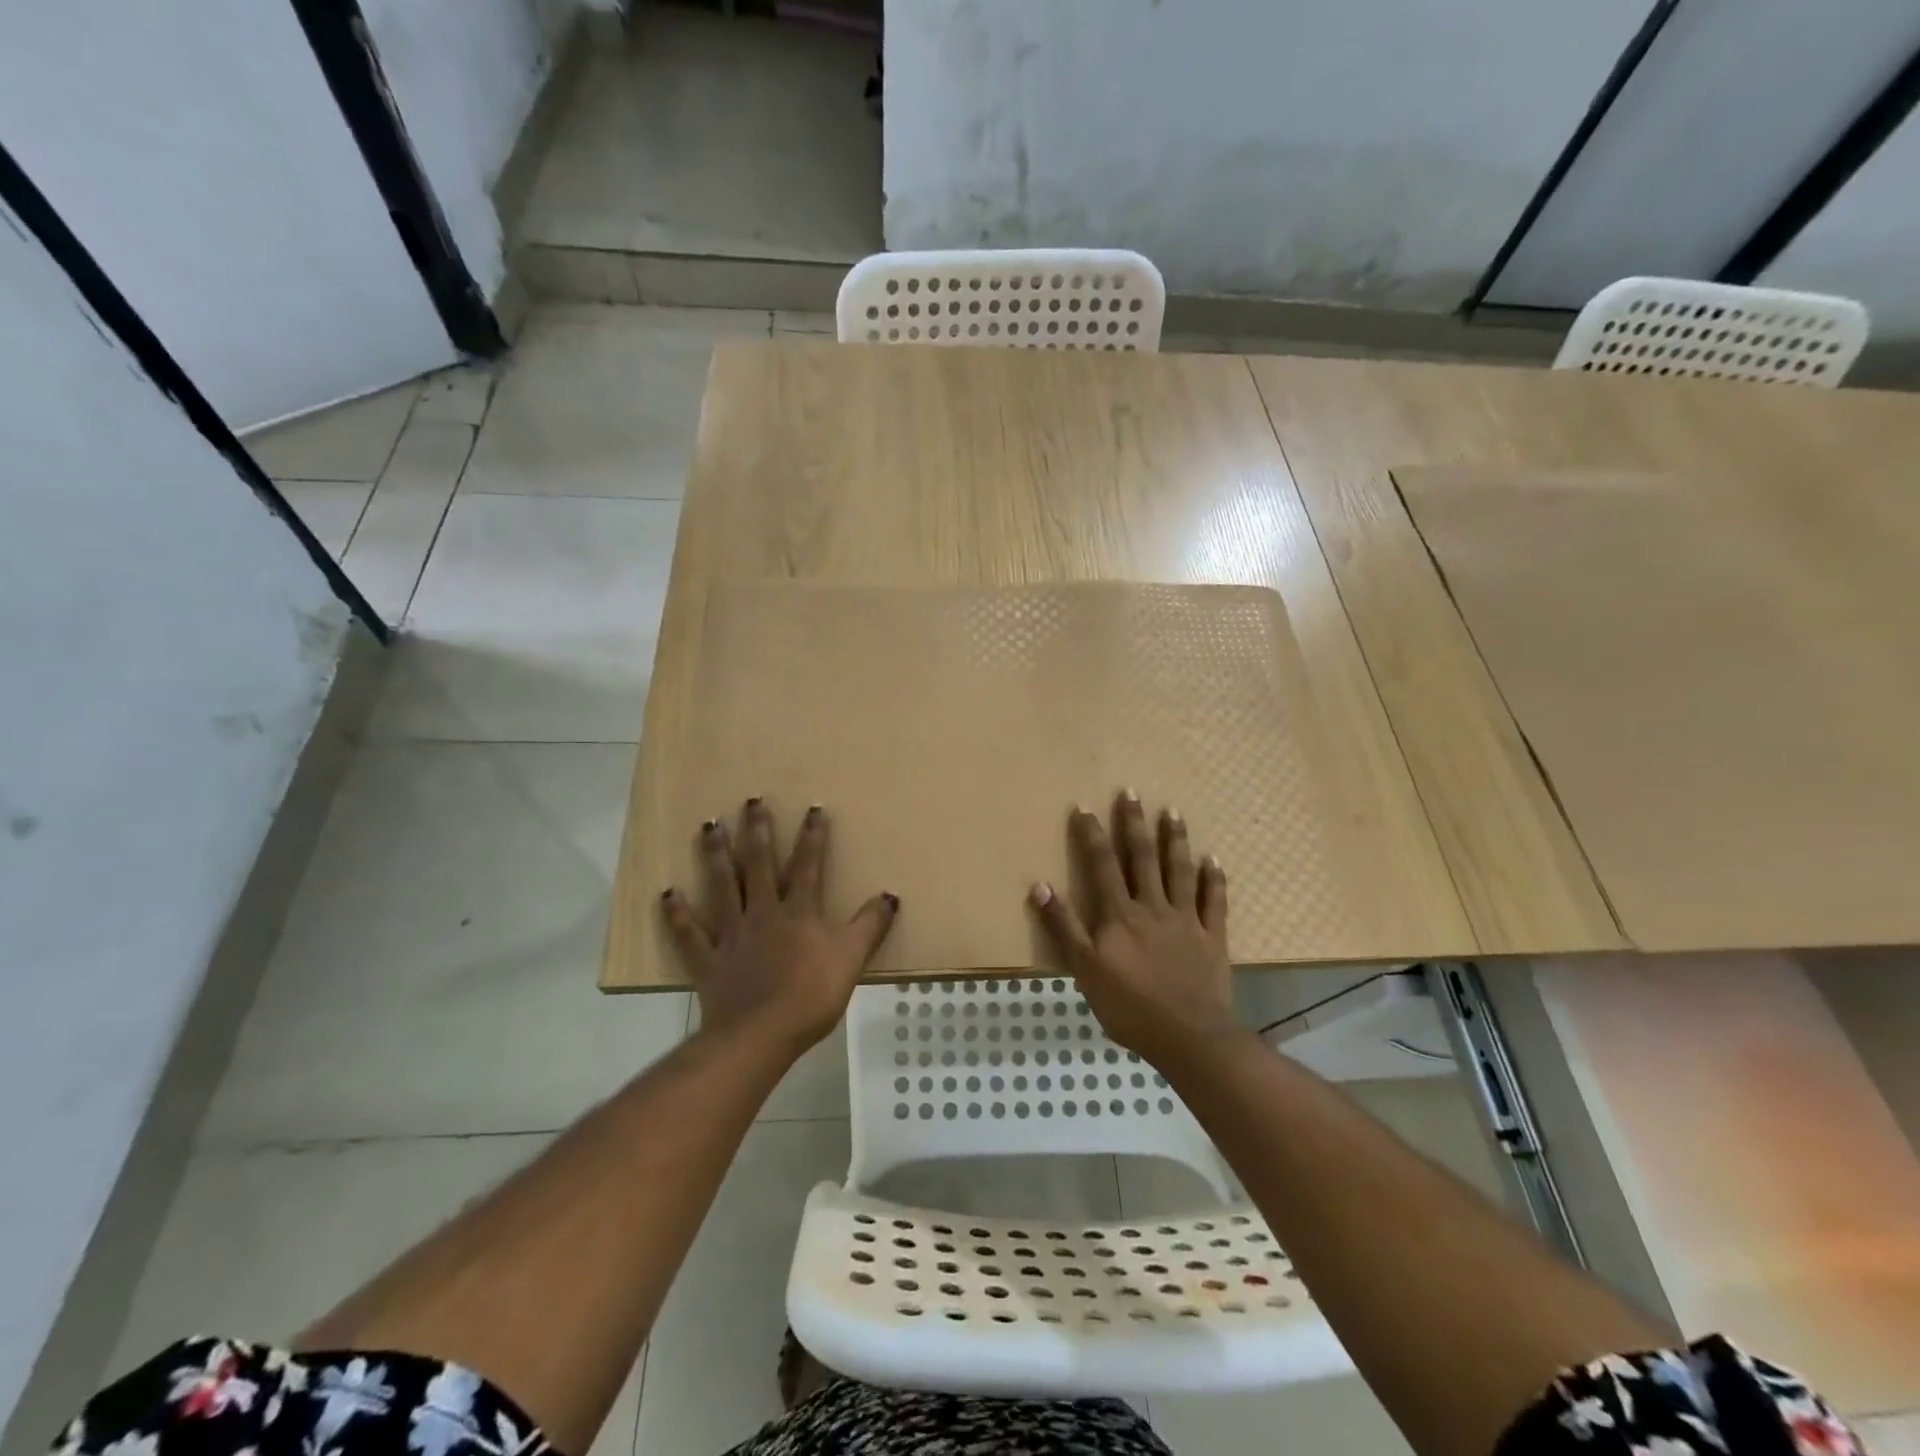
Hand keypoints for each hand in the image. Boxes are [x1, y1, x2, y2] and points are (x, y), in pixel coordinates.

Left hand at [661, 799, 898, 1053]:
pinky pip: (689, 933)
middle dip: (758, 831)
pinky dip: (677, 914)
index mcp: (798, 912)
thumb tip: (890, 895)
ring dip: (716, 855)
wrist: (760, 1035)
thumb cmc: (810, 996)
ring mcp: (731, 934)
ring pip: (722, 886)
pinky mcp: (708, 959)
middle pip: (759, 865)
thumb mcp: (851, 960)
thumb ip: (870, 926)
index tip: (813, 808)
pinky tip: (667, 893)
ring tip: (710, 825)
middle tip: (751, 801)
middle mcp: (762, 913)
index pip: (809, 865)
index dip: (813, 836)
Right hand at [1030, 790, 1238, 1062]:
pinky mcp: (1212, 938)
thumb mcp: (1084, 969)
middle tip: (1132, 792)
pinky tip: (1213, 860)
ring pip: (1179, 871)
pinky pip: (1215, 902)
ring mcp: (1186, 920)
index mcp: (1120, 914)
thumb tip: (1041, 885)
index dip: (1092, 835)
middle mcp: (1153, 907)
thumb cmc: (1129, 1006)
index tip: (1085, 806)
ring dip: (1175, 840)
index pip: (1102, 865)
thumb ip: (1064, 926)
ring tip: (1173, 812)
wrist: (1189, 1036)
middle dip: (1134, 824)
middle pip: (1142, 858)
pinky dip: (1215, 880)